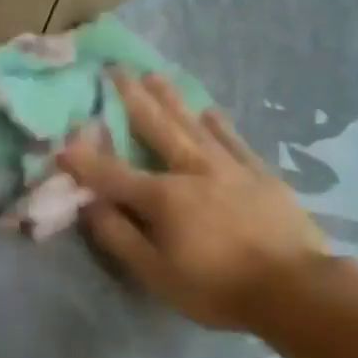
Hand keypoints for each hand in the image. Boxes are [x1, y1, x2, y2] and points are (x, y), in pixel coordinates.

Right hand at [58, 72, 330, 330]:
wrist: (294, 288)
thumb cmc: (217, 288)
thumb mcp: (156, 274)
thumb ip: (119, 237)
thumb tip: (90, 206)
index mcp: (164, 197)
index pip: (113, 174)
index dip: (84, 161)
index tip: (62, 143)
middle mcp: (193, 170)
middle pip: (157, 128)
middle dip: (133, 99)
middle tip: (116, 69)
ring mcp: (230, 168)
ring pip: (194, 125)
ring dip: (172, 99)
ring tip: (155, 75)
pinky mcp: (261, 175)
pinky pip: (234, 141)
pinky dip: (219, 124)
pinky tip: (210, 111)